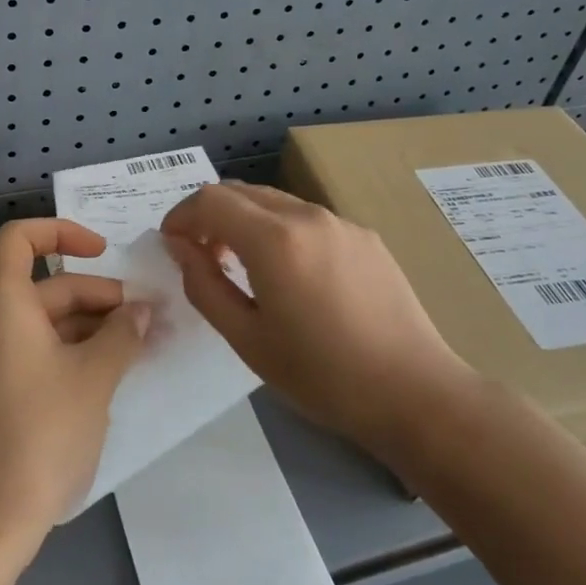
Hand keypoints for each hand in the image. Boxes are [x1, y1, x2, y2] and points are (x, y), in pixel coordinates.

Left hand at [0, 219, 149, 580]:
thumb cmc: (39, 435)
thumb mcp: (93, 379)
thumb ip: (122, 335)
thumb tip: (143, 311)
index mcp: (4, 304)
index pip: (21, 238)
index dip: (62, 232)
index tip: (105, 252)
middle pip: (48, 286)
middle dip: (101, 295)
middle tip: (150, 317)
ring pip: (49, 323)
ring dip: (95, 327)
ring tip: (144, 345)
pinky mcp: (0, 393)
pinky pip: (41, 353)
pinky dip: (77, 353)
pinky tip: (115, 374)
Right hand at [161, 182, 468, 470]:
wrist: (414, 392)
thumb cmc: (321, 375)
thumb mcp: (246, 338)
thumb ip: (204, 284)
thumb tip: (180, 247)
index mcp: (274, 239)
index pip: (210, 199)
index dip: (181, 216)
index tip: (171, 245)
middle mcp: (307, 216)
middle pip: (241, 192)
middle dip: (210, 215)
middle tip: (201, 256)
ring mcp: (341, 222)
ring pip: (275, 201)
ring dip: (245, 221)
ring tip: (243, 266)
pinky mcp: (365, 237)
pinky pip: (307, 219)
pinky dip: (280, 230)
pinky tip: (291, 275)